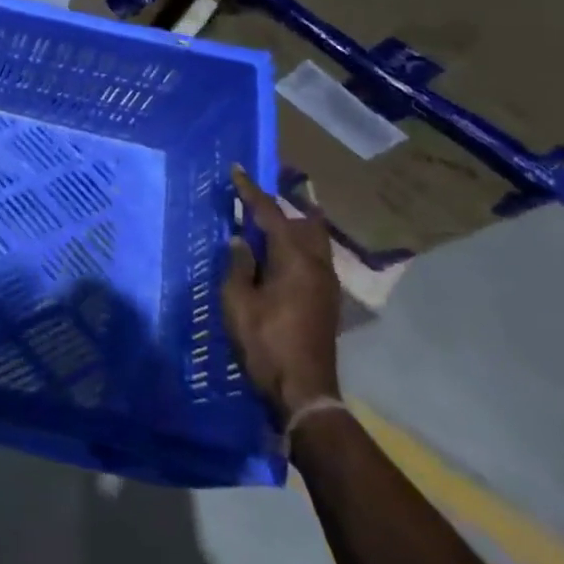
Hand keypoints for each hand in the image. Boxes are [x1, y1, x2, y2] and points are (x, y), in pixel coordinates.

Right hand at [221, 166, 341, 416]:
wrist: (303, 392)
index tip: (237, 170)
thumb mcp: (238, 301)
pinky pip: (311, 258)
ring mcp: (326, 284)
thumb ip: (239, 265)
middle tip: (256, 197)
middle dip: (282, 206)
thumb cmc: (265, 342)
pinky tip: (276, 256)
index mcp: (295, 259)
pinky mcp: (325, 301)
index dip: (251, 191)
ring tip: (264, 224)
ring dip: (290, 227)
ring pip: (312, 241)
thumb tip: (241, 240)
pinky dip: (294, 247)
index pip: (271, 214)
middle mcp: (317, 265)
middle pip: (305, 222)